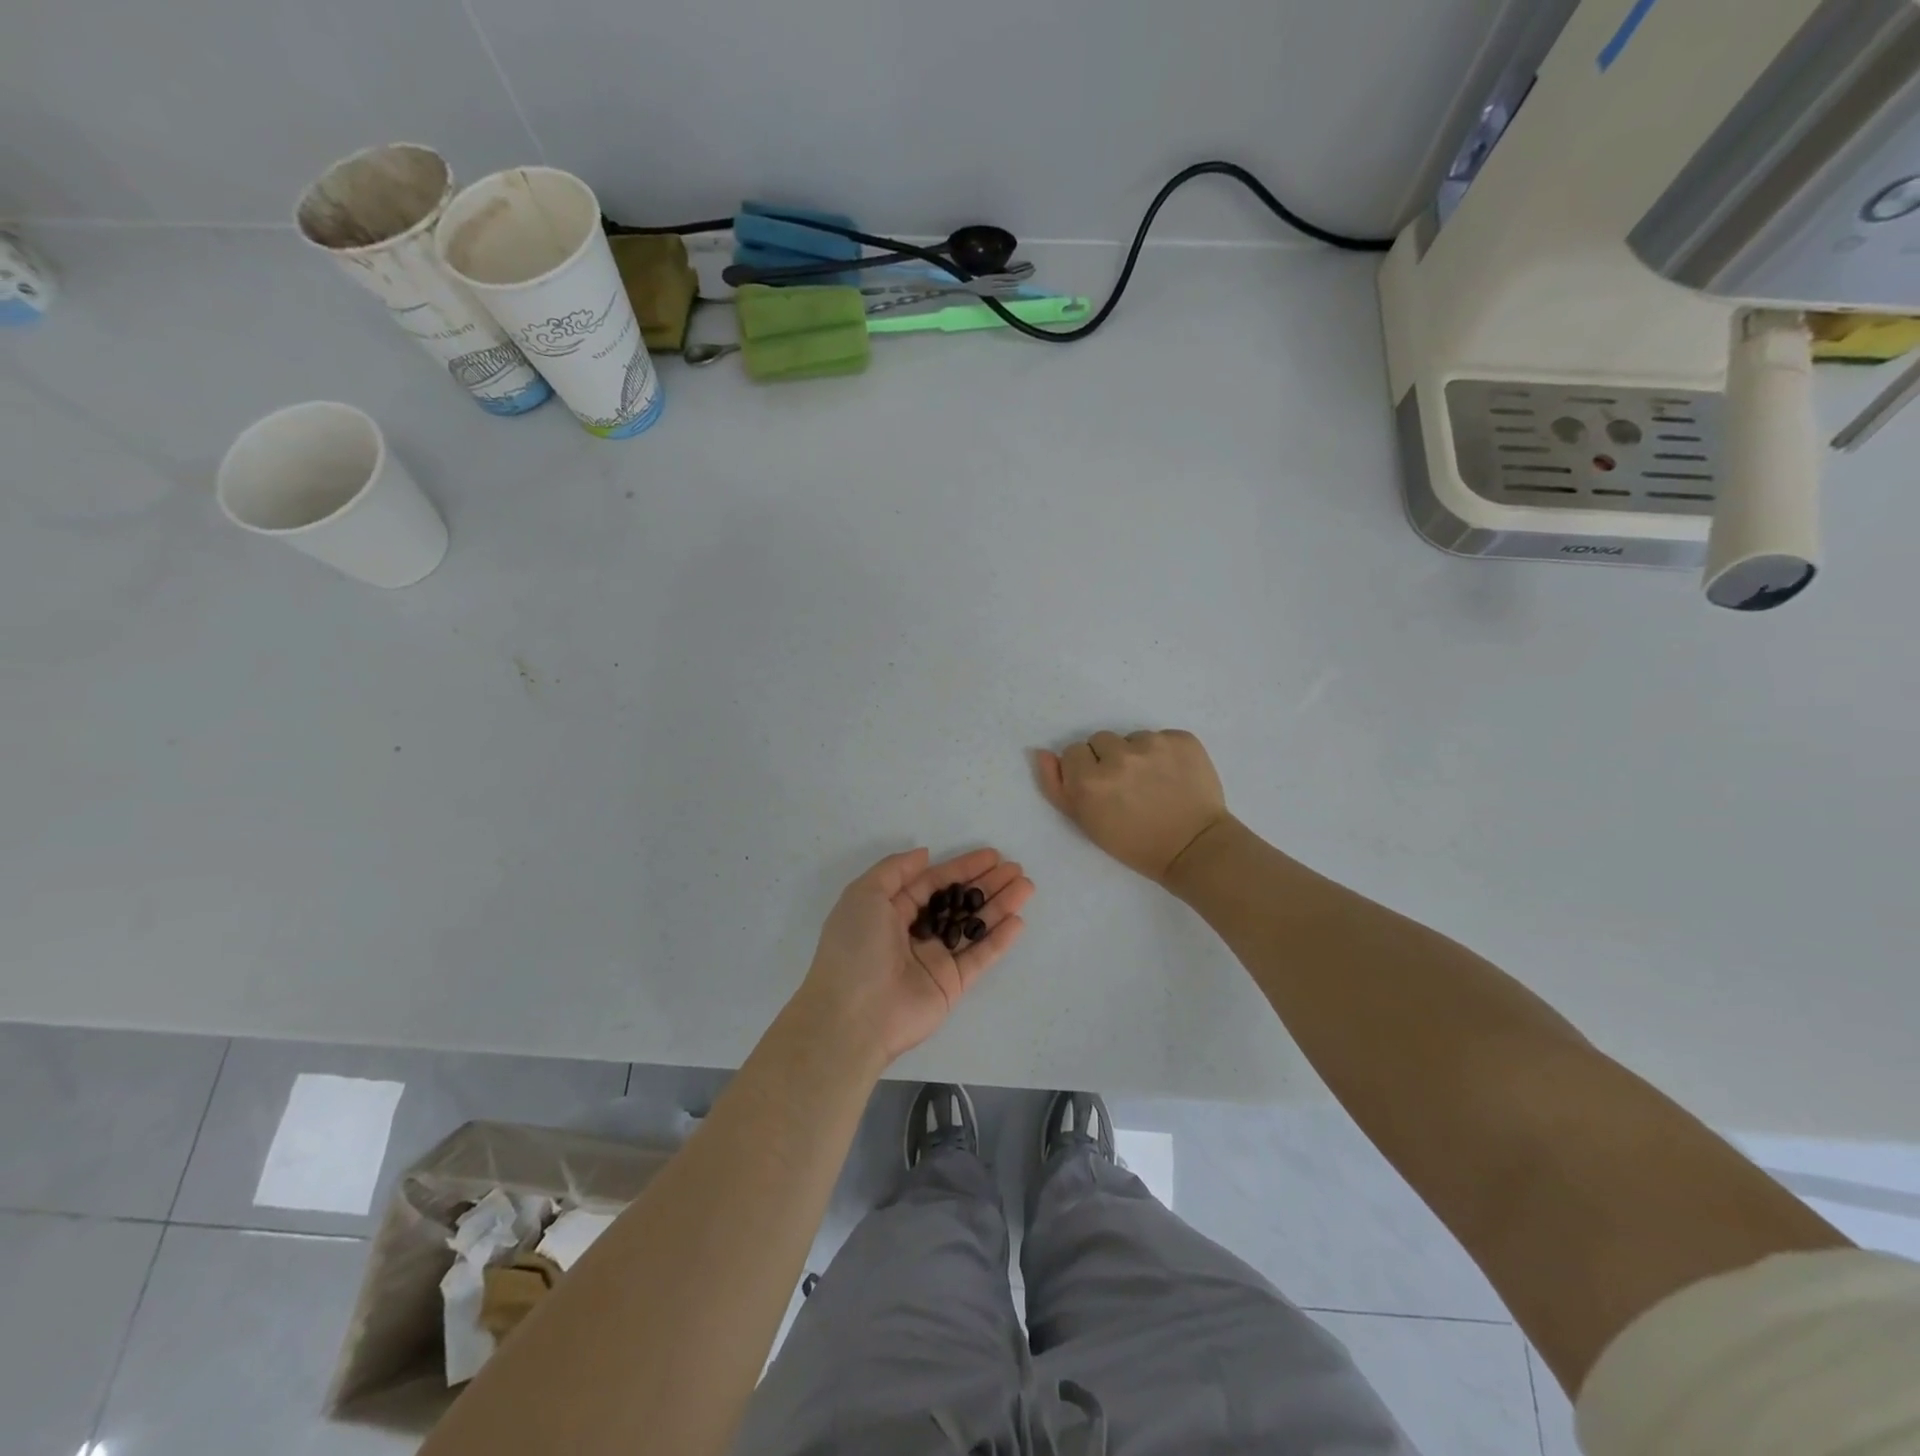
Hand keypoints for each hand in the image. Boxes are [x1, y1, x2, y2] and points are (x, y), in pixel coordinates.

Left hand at [798, 847, 1033, 1066]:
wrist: (853, 1016)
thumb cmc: (855, 948)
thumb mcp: (864, 895)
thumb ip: (895, 870)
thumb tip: (925, 854)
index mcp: (891, 911)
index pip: (934, 883)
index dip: (962, 868)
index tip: (992, 856)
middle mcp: (915, 933)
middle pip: (958, 902)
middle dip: (986, 884)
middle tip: (1015, 869)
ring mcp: (935, 960)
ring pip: (973, 927)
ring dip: (999, 906)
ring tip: (1026, 886)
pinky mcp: (951, 985)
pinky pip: (979, 958)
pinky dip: (999, 940)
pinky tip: (1018, 921)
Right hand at [1037, 729, 1232, 884]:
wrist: (1194, 848)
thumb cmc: (1134, 843)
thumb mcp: (1086, 822)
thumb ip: (1057, 787)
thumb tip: (1041, 752)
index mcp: (1089, 780)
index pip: (1074, 752)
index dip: (1086, 771)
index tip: (1101, 790)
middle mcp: (1119, 756)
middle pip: (1101, 740)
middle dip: (1109, 759)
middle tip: (1127, 787)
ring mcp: (1154, 744)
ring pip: (1132, 737)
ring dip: (1138, 754)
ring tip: (1153, 783)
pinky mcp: (1182, 739)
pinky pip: (1163, 736)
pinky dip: (1166, 753)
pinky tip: (1173, 776)